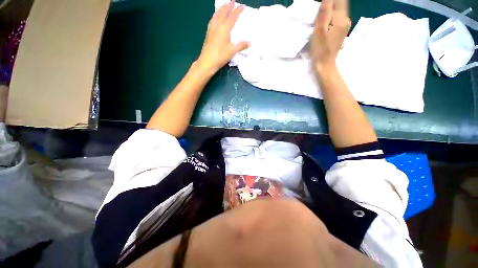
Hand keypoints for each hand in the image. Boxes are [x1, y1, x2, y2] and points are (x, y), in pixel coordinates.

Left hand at [197, 1, 248, 73]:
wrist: (207, 61)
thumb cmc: (220, 56)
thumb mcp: (232, 51)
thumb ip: (241, 45)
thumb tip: (250, 42)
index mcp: (224, 29)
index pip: (232, 17)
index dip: (237, 11)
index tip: (242, 6)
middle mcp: (217, 25)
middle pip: (223, 12)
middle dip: (228, 6)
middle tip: (233, 1)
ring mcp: (212, 28)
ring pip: (217, 14)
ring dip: (221, 8)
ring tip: (225, 5)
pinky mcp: (208, 33)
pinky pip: (213, 19)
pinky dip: (216, 15)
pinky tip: (216, 17)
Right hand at [311, 0, 350, 72]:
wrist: (325, 65)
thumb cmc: (320, 50)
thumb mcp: (319, 31)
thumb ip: (324, 12)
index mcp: (342, 19)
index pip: (338, 0)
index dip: (329, 1)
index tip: (322, 11)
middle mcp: (346, 19)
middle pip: (339, 4)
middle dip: (328, 5)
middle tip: (319, 17)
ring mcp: (345, 25)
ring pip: (337, 10)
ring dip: (328, 11)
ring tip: (320, 21)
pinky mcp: (341, 30)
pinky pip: (336, 17)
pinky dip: (329, 17)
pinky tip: (323, 24)